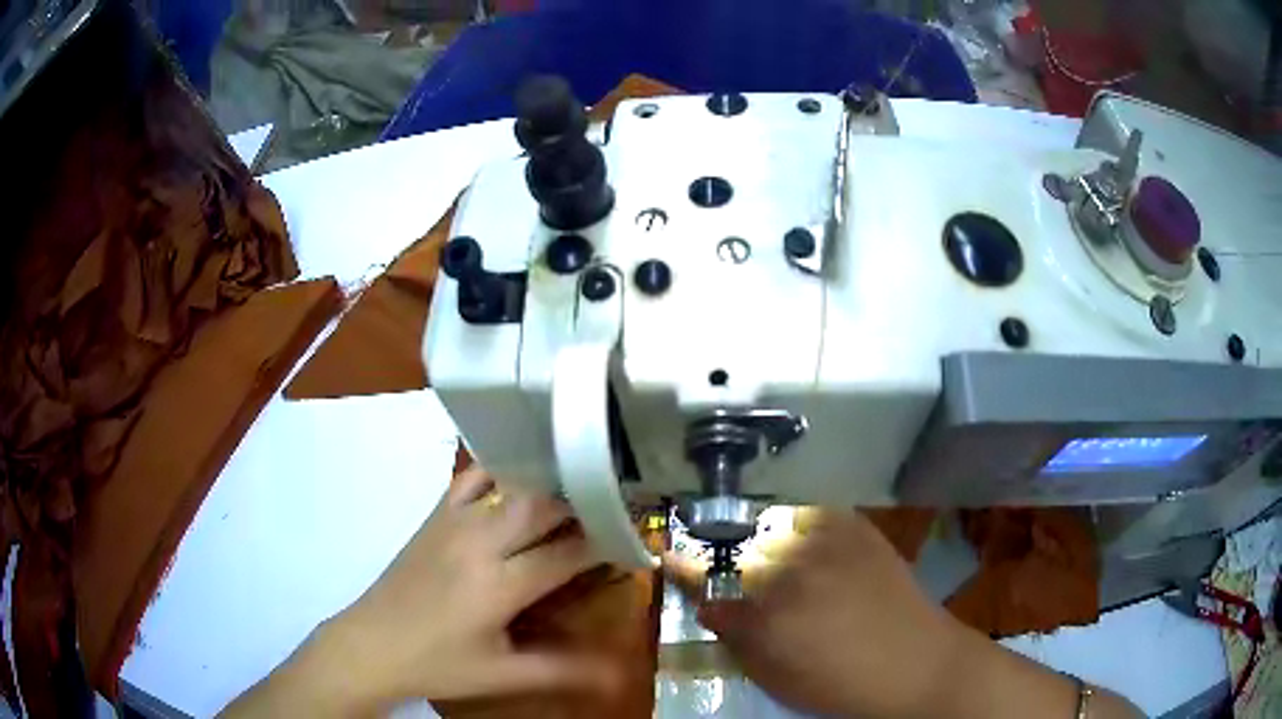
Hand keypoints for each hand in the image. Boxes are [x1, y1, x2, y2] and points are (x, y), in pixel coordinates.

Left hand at [223, 467, 615, 716]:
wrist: (370, 644)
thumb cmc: (437, 664)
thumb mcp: (501, 674)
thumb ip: (561, 670)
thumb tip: (618, 675)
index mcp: (500, 585)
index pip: (570, 551)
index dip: (609, 542)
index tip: (637, 536)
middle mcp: (480, 542)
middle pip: (546, 503)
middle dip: (587, 500)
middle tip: (617, 503)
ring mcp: (454, 522)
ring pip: (513, 484)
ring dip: (551, 482)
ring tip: (581, 484)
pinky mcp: (435, 516)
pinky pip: (473, 478)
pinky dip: (502, 469)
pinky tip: (521, 475)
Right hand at [665, 509, 967, 718]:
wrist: (914, 662)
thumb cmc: (836, 681)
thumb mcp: (770, 672)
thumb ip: (732, 631)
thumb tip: (705, 599)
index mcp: (763, 606)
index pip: (704, 574)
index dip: (683, 565)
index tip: (668, 557)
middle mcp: (789, 562)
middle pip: (736, 543)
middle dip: (728, 556)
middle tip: (740, 574)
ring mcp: (824, 535)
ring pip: (771, 523)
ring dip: (764, 539)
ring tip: (777, 560)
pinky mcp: (853, 523)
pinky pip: (809, 513)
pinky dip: (799, 526)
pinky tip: (809, 547)